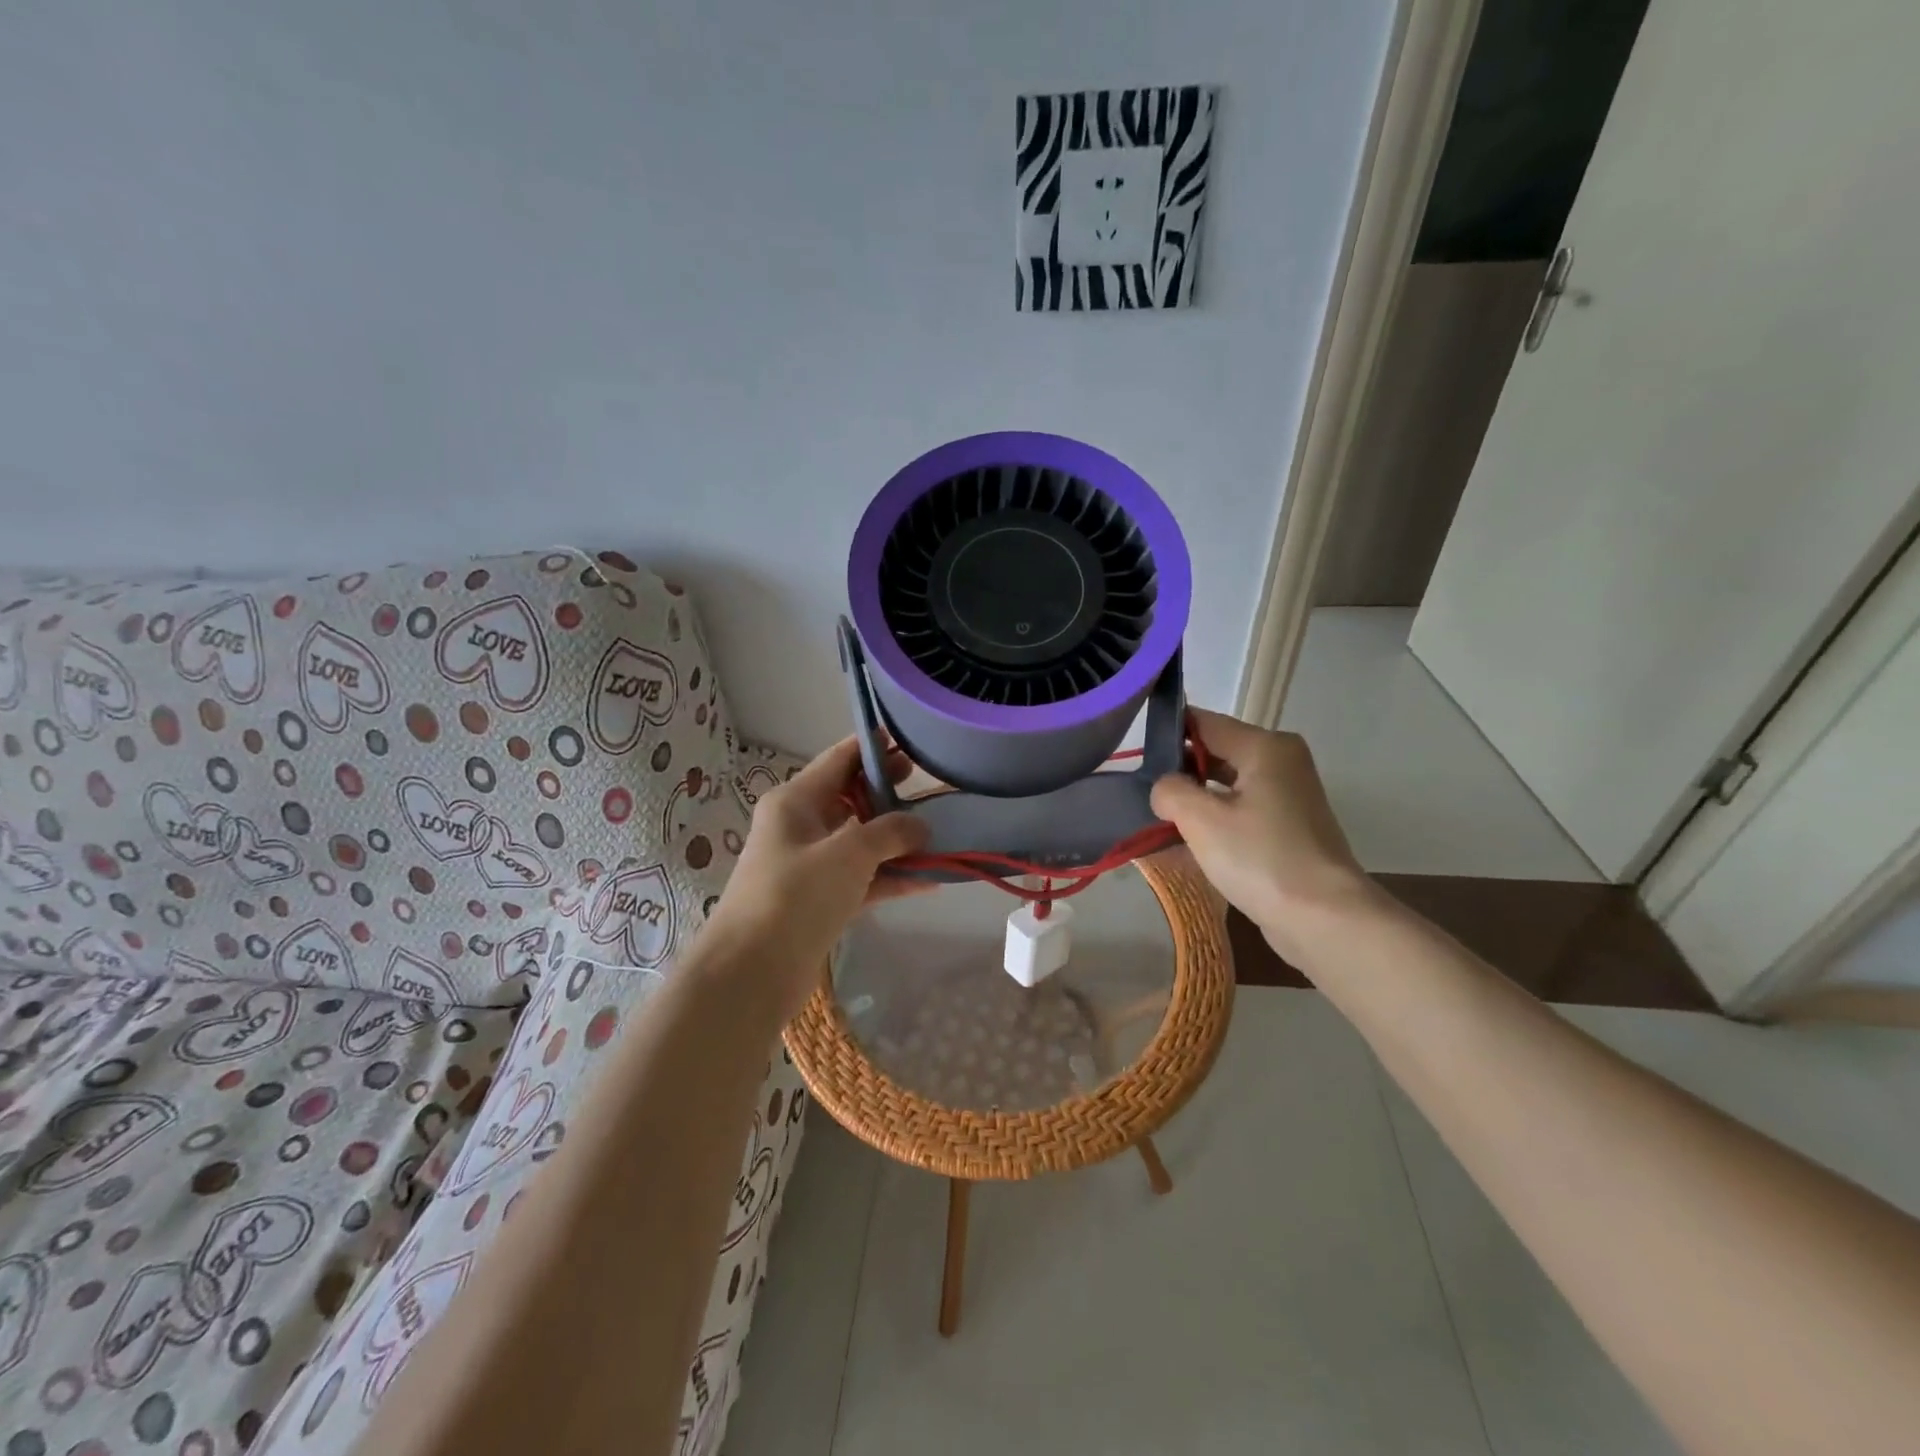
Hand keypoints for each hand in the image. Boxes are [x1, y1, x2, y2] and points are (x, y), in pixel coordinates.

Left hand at [701, 737, 928, 1022]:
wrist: (752, 972)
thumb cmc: (796, 895)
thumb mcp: (848, 853)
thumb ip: (889, 831)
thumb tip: (920, 825)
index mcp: (795, 801)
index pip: (838, 760)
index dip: (872, 748)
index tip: (909, 740)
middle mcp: (800, 827)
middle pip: (850, 798)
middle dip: (888, 791)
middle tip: (927, 783)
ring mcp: (809, 866)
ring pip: (859, 841)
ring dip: (895, 839)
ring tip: (939, 830)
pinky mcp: (819, 901)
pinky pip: (862, 878)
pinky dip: (890, 877)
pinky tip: (929, 879)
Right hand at [1150, 708, 1374, 958]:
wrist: (1324, 919)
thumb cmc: (1260, 859)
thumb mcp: (1201, 820)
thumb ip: (1170, 790)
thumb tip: (1164, 788)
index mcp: (1265, 746)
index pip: (1204, 722)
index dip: (1167, 736)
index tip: (1135, 759)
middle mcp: (1282, 760)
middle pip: (1217, 751)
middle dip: (1180, 771)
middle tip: (1143, 794)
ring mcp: (1289, 794)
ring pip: (1228, 783)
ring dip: (1196, 798)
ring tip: (1160, 818)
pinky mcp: (1290, 826)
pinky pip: (1242, 808)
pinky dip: (1217, 818)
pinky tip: (1191, 840)